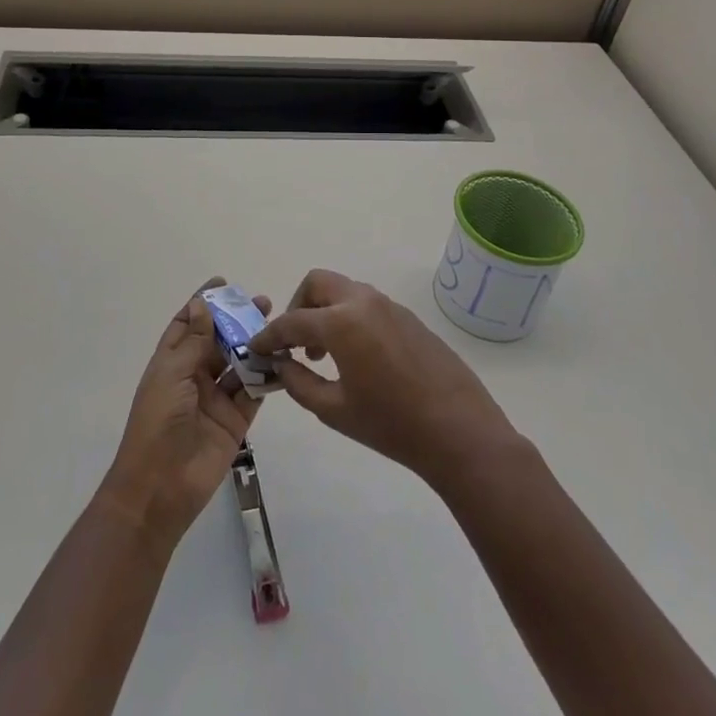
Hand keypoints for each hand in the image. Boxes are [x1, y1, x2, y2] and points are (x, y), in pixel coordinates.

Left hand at [98, 278, 263, 552]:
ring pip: (239, 364)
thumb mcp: (171, 375)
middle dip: (238, 321)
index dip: (203, 304)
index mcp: (171, 363)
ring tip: (278, 327)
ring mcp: (215, 399)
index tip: (223, 284)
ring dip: (256, 345)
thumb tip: (203, 305)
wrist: (160, 487)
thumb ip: (194, 342)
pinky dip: (268, 376)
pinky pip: (254, 392)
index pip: (188, 325)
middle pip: (219, 341)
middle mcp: (193, 377)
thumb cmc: (157, 423)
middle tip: (263, 303)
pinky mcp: (235, 420)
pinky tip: (283, 359)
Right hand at [250, 268, 517, 491]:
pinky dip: (349, 318)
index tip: (255, 348)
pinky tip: (356, 357)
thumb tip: (281, 365)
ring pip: (345, 291)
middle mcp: (364, 302)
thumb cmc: (392, 425)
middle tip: (294, 342)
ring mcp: (391, 306)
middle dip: (298, 306)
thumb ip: (299, 383)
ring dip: (325, 311)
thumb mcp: (334, 410)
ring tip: (323, 354)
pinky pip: (367, 305)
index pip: (292, 321)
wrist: (460, 432)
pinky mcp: (409, 318)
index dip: (269, 336)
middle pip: (318, 283)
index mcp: (342, 321)